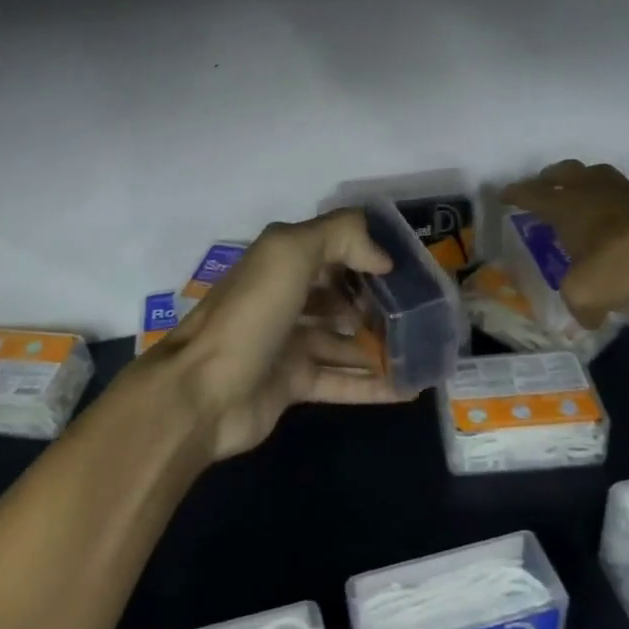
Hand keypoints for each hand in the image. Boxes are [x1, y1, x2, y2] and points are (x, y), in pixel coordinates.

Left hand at [153, 210, 409, 460]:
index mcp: (280, 263)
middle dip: (377, 301)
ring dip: (380, 344)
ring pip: (344, 341)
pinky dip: (373, 385)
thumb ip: (339, 236)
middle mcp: (284, 300)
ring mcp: (287, 345)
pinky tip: (410, 388)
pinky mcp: (292, 385)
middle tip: (422, 311)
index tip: (408, 266)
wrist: (202, 392)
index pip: (331, 249)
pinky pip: (341, 382)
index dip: (367, 254)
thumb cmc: (249, 315)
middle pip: (340, 296)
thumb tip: (382, 258)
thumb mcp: (289, 253)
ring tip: (425, 349)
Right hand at [500, 161, 628, 326]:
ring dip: (590, 184)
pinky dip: (623, 205)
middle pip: (566, 172)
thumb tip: (586, 320)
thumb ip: (580, 306)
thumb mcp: (588, 292)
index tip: (504, 194)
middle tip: (545, 184)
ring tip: (587, 199)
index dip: (516, 194)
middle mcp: (593, 191)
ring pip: (601, 177)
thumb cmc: (624, 256)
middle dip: (551, 177)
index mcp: (566, 206)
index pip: (532, 194)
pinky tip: (627, 223)